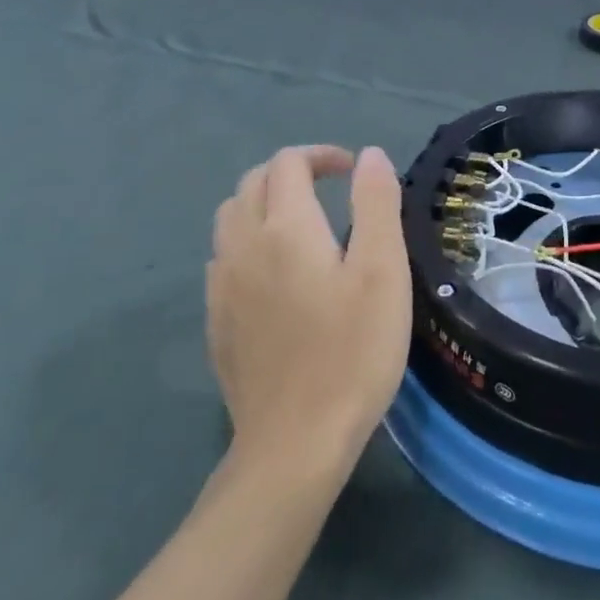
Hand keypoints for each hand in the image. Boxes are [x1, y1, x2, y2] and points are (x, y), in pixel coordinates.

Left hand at [206, 146, 411, 477]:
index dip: (322, 155)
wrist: (295, 444)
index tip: (355, 172)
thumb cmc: (352, 350)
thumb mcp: (383, 270)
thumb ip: (376, 203)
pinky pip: (223, 258)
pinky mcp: (217, 322)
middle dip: (291, 172)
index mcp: (284, 228)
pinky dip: (249, 241)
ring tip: (303, 223)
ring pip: (230, 218)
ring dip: (264, 202)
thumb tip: (368, 155)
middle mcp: (242, 246)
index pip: (288, 163)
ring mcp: (222, 287)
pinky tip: (276, 273)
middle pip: (252, 183)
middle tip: (332, 189)